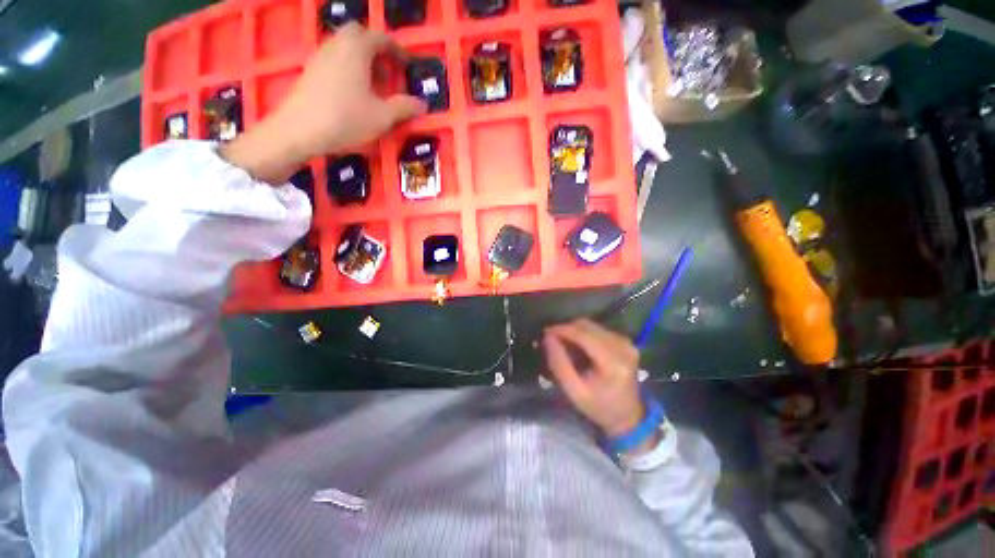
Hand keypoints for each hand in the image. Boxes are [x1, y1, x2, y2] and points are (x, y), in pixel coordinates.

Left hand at [221, 23, 425, 183]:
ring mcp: (320, 56)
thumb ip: (404, 107)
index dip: (397, 50)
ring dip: (362, 58)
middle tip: (388, 70)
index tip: (407, 65)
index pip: (381, 38)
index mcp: (357, 49)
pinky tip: (354, 91)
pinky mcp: (310, 70)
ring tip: (373, 84)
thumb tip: (422, 104)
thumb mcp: (382, 117)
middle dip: (376, 49)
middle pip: (359, 35)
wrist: (300, 130)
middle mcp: (337, 44)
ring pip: (345, 46)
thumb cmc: (346, 119)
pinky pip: (334, 58)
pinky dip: (348, 66)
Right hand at [543, 319, 643, 437]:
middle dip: (566, 329)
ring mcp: (626, 342)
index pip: (583, 335)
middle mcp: (622, 347)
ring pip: (591, 325)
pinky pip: (598, 329)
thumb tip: (548, 337)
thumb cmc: (599, 407)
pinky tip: (577, 345)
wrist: (628, 416)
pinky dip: (584, 334)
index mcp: (612, 362)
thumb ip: (559, 364)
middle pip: (587, 326)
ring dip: (574, 331)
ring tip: (563, 342)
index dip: (562, 330)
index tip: (545, 332)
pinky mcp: (625, 341)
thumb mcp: (574, 391)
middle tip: (551, 338)